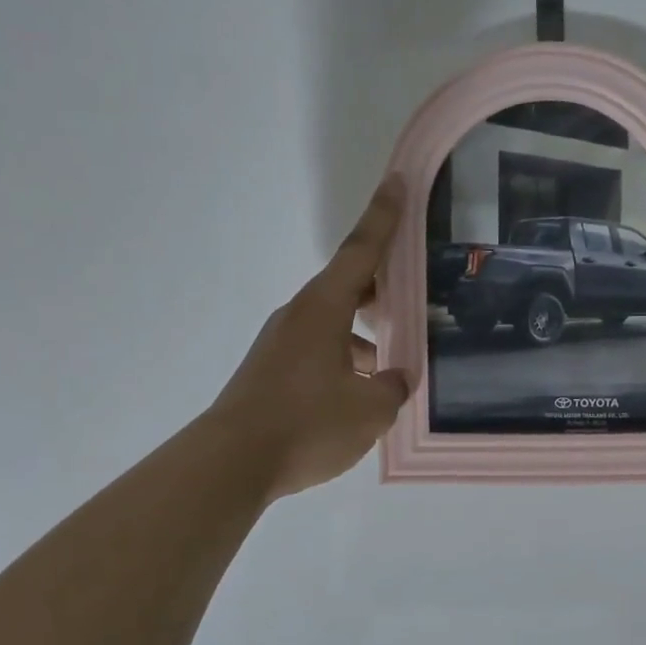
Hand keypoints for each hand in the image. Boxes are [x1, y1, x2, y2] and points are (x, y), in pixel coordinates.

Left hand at [208, 176, 412, 497]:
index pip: (361, 251)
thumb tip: (394, 379)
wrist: (231, 463)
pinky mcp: (271, 371)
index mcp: (324, 308)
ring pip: (334, 324)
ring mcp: (280, 343)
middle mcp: (299, 315)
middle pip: (347, 287)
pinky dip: (345, 360)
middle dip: (382, 290)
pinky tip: (361, 394)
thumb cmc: (307, 424)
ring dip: (364, 334)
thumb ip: (393, 388)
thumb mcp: (370, 410)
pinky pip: (318, 351)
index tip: (396, 182)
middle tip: (414, 300)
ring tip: (394, 364)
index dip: (383, 217)